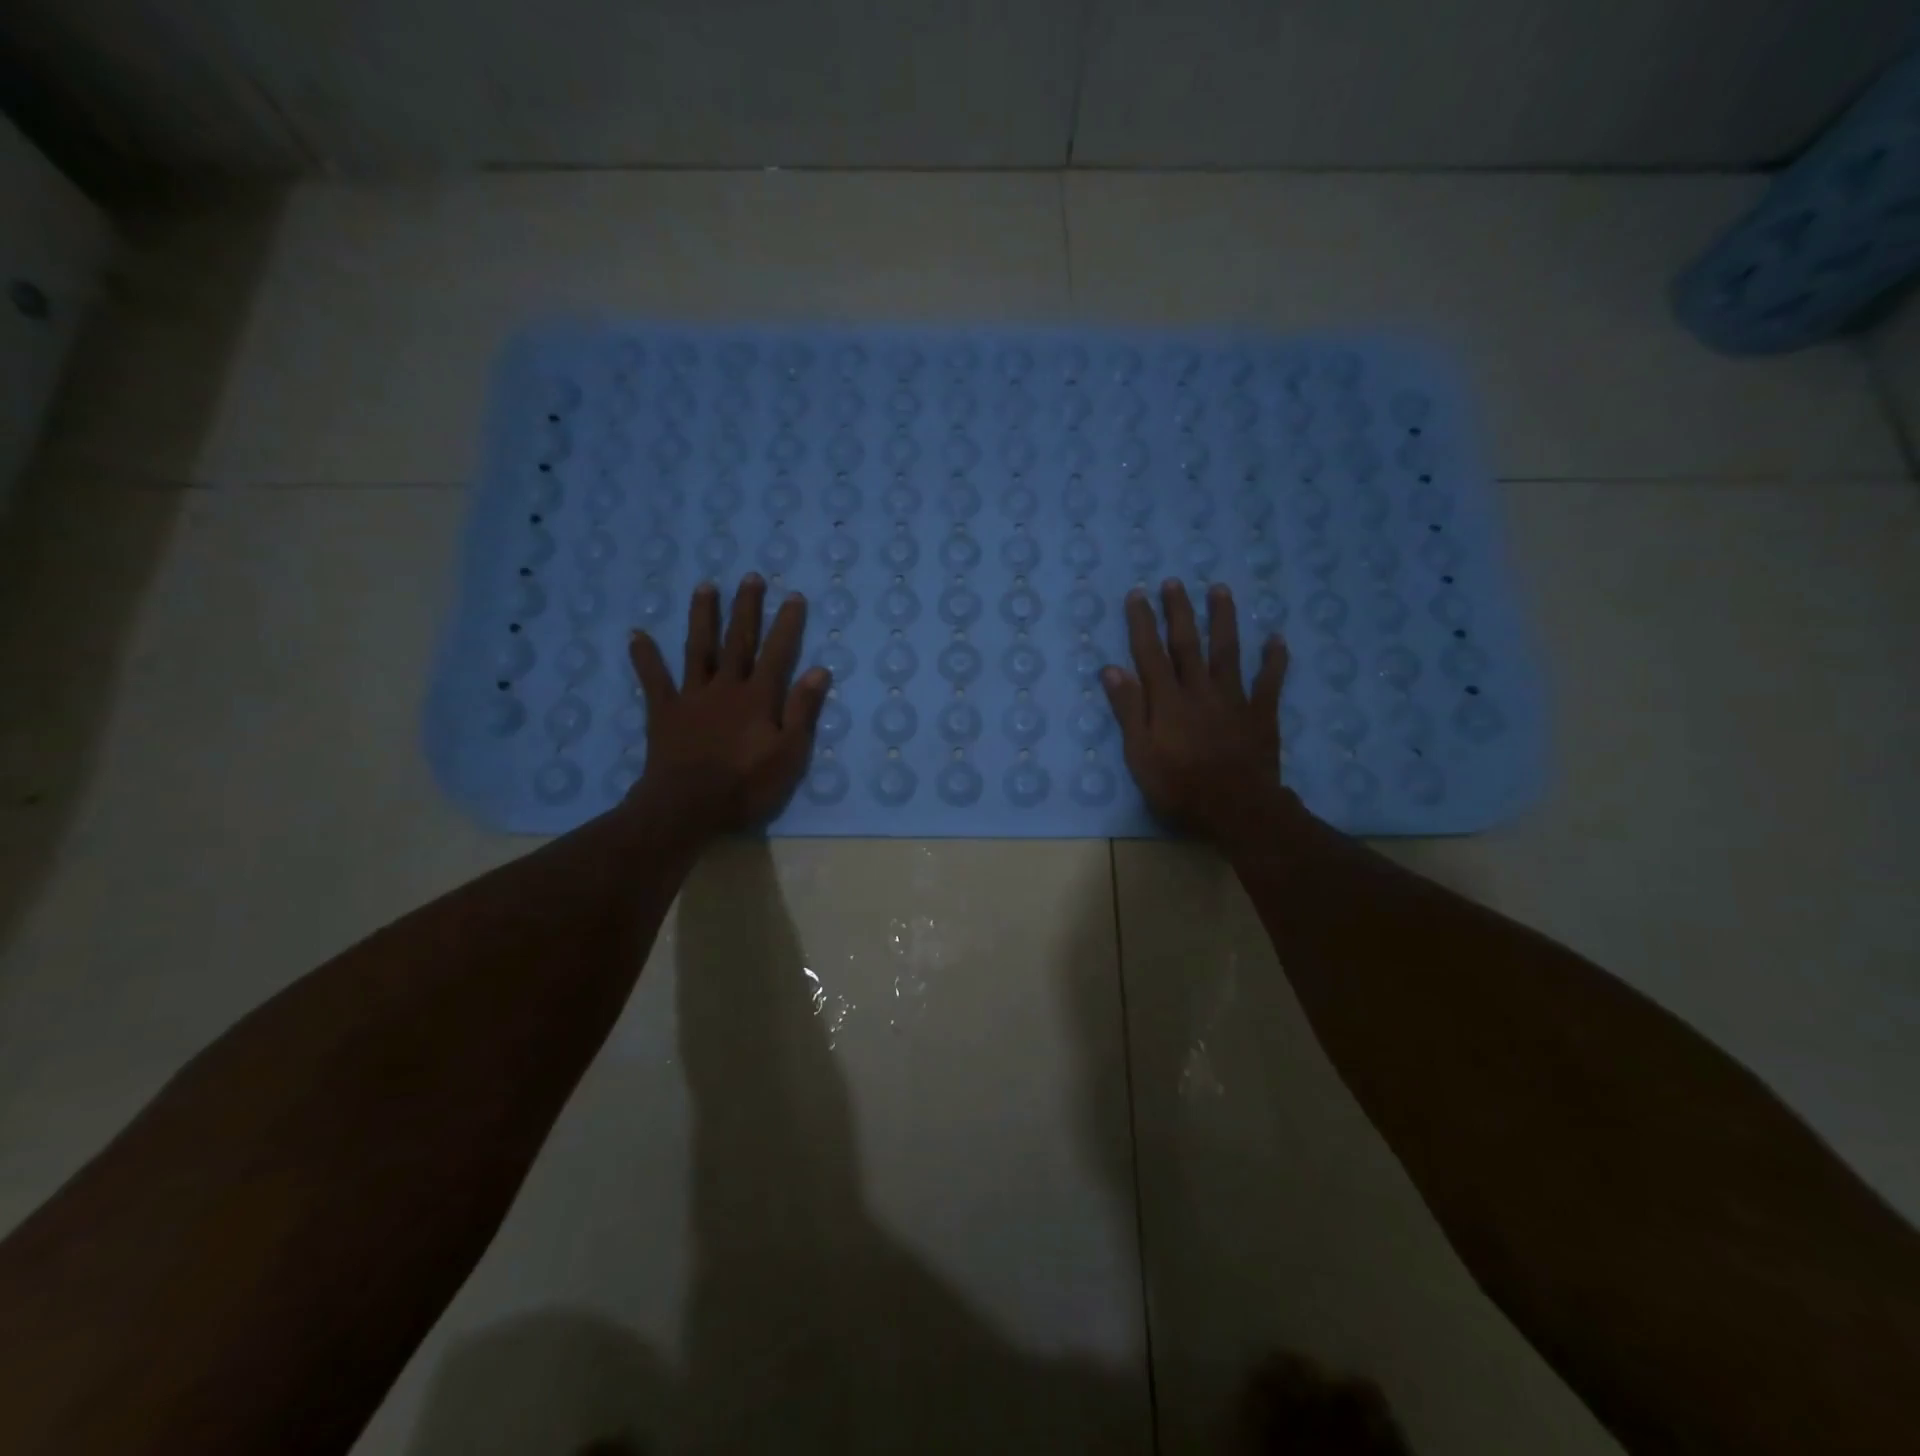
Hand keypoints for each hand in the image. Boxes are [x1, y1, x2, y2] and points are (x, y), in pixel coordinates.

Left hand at [625, 577, 830, 837]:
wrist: (688, 807)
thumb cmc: (746, 785)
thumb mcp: (789, 754)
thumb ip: (803, 711)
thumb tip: (818, 670)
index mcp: (759, 697)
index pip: (777, 653)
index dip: (787, 624)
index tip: (794, 596)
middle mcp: (726, 686)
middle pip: (738, 640)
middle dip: (746, 608)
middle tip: (750, 577)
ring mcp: (692, 696)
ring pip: (699, 648)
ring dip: (703, 617)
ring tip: (705, 586)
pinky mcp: (664, 711)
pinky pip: (653, 679)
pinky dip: (645, 657)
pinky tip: (637, 635)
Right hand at [1101, 579, 1299, 845]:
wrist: (1237, 809)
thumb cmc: (1179, 787)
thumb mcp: (1140, 755)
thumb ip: (1129, 711)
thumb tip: (1112, 670)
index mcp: (1167, 701)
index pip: (1150, 653)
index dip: (1142, 623)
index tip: (1138, 594)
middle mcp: (1199, 690)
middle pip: (1188, 644)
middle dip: (1179, 611)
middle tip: (1175, 582)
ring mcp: (1234, 699)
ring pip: (1228, 651)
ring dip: (1223, 619)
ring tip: (1220, 590)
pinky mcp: (1261, 714)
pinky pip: (1269, 681)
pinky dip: (1274, 660)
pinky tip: (1277, 638)